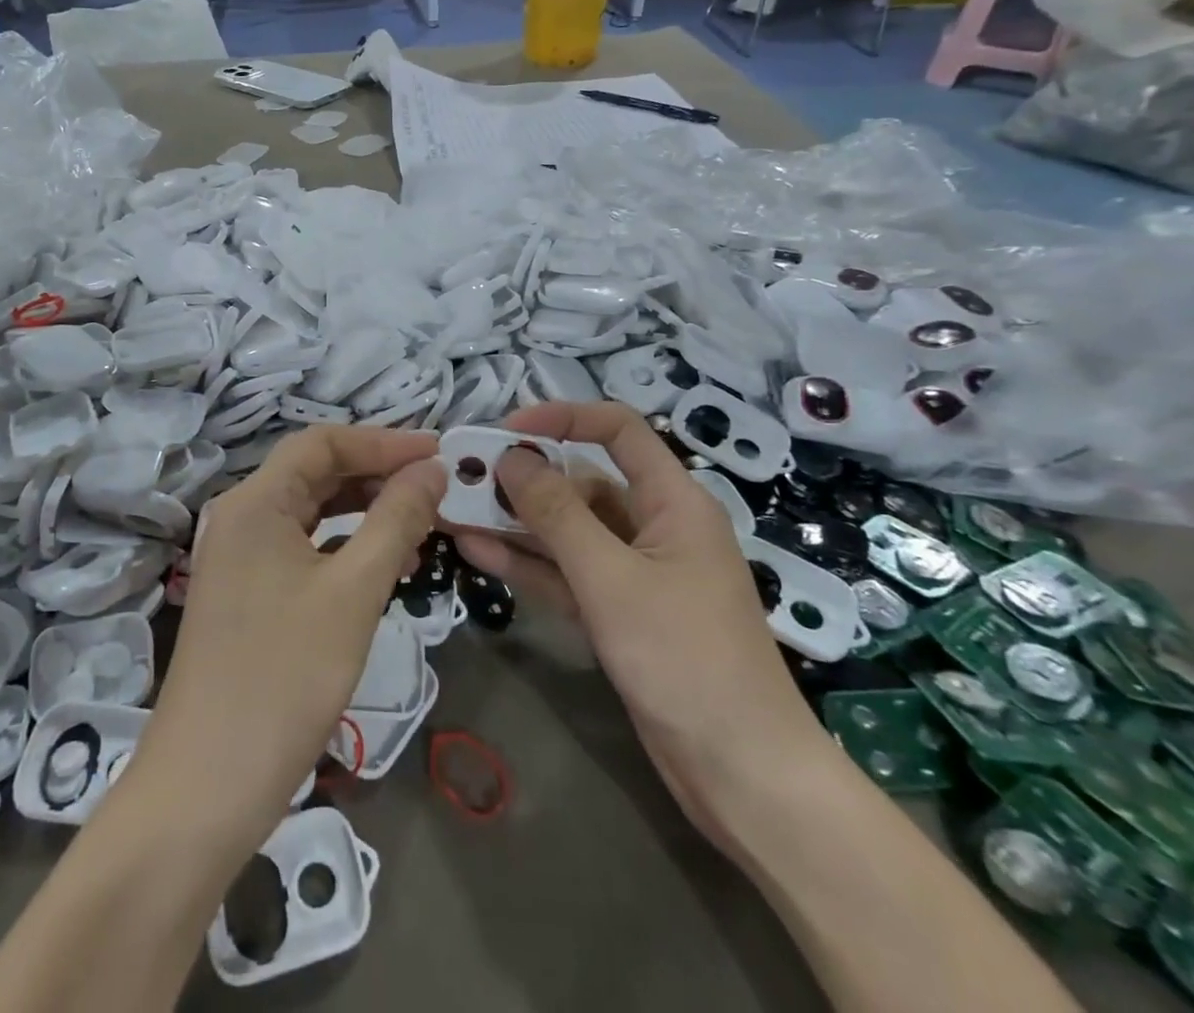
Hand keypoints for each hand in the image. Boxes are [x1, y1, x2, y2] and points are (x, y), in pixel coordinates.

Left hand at [137, 427, 444, 844]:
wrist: (207, 787)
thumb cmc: (285, 678)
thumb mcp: (354, 591)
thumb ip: (396, 520)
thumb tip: (433, 468)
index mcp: (255, 502)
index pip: (323, 442)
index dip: (383, 441)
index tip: (440, 453)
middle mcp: (241, 518)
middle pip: (316, 473)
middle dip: (378, 474)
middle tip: (437, 488)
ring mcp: (240, 559)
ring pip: (312, 513)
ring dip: (366, 512)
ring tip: (422, 526)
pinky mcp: (247, 595)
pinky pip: (303, 550)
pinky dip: (345, 547)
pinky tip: (385, 566)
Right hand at [449, 402, 825, 843]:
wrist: (740, 775)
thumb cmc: (685, 658)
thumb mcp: (611, 578)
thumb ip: (556, 514)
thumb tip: (511, 458)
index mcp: (672, 501)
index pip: (618, 430)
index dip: (563, 418)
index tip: (507, 430)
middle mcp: (653, 526)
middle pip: (583, 481)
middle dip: (525, 477)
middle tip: (463, 476)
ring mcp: (634, 572)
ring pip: (568, 530)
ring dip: (515, 521)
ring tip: (453, 508)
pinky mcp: (618, 612)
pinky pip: (566, 572)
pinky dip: (527, 562)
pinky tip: (475, 549)